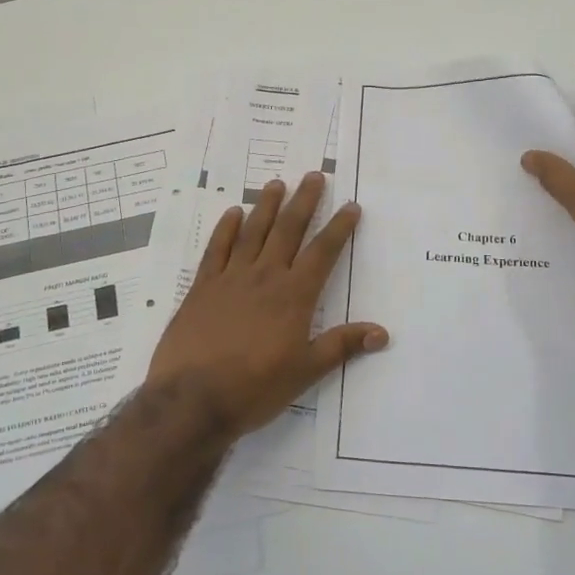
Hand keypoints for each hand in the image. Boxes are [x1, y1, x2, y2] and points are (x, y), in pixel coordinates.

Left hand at [147, 172, 388, 437]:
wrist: (193, 399)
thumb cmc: (255, 388)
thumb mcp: (305, 371)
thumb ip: (341, 346)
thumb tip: (382, 333)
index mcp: (294, 296)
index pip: (322, 253)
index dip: (338, 228)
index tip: (350, 206)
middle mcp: (265, 277)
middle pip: (288, 231)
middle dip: (304, 202)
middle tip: (314, 176)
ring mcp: (230, 279)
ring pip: (253, 232)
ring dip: (267, 206)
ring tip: (277, 183)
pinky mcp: (202, 287)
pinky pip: (216, 249)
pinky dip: (225, 229)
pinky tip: (233, 212)